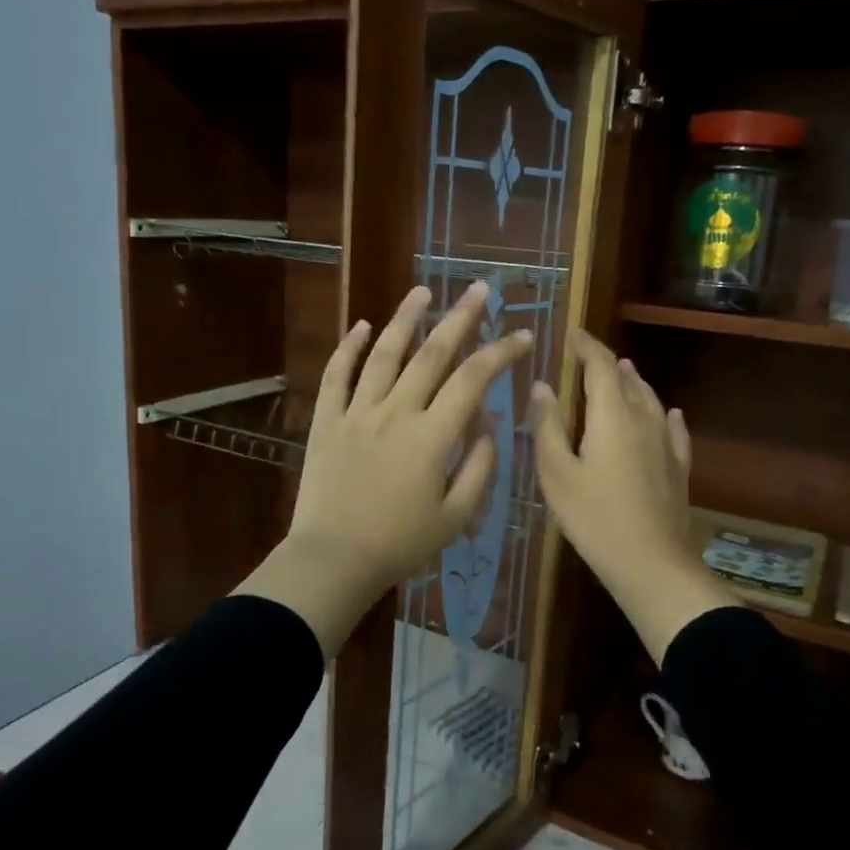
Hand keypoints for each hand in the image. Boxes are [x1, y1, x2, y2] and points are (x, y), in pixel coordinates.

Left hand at [235, 282, 533, 657]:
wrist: (333, 560)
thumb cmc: (400, 544)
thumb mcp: (456, 516)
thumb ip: (479, 467)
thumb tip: (488, 423)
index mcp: (432, 436)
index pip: (474, 380)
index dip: (502, 353)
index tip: (523, 335)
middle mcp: (396, 412)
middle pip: (433, 354)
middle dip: (461, 317)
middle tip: (480, 289)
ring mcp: (357, 412)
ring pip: (383, 353)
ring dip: (405, 318)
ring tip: (423, 291)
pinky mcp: (326, 421)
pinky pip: (336, 375)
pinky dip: (348, 347)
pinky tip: (361, 325)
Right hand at [530, 329, 736, 664]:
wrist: (650, 562)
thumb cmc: (593, 516)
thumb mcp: (556, 472)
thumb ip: (548, 426)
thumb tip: (543, 385)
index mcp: (612, 415)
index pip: (600, 365)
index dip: (586, 346)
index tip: (572, 334)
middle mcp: (644, 419)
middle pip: (628, 379)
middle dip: (608, 363)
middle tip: (589, 357)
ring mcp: (666, 443)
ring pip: (651, 400)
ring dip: (634, 383)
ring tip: (624, 371)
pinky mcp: (678, 468)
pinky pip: (673, 430)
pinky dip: (666, 416)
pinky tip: (671, 414)